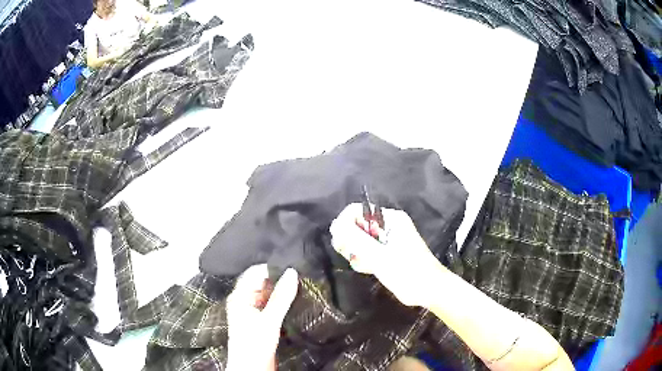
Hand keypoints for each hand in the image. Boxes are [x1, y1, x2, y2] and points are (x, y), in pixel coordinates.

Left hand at [226, 264, 298, 370]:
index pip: (256, 273)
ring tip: (304, 287)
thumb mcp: (269, 320)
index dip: (273, 269)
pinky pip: (273, 307)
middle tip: (303, 277)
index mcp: (240, 296)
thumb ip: (281, 297)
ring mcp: (254, 312)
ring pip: (270, 296)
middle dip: (281, 281)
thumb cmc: (254, 343)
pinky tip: (298, 302)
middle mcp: (246, 301)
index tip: (294, 267)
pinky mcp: (262, 322)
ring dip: (284, 293)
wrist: (252, 368)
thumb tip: (292, 272)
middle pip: (263, 284)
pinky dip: (284, 304)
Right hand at [330, 204, 445, 307]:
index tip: (342, 244)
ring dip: (357, 253)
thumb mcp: (379, 255)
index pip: (357, 211)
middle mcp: (388, 225)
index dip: (345, 225)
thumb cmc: (407, 271)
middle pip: (356, 225)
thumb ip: (355, 239)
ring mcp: (387, 239)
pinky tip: (370, 269)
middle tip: (355, 256)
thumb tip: (335, 225)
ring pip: (359, 240)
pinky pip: (366, 251)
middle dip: (351, 242)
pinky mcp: (386, 252)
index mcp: (390, 218)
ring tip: (367, 265)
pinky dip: (364, 260)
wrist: (428, 290)